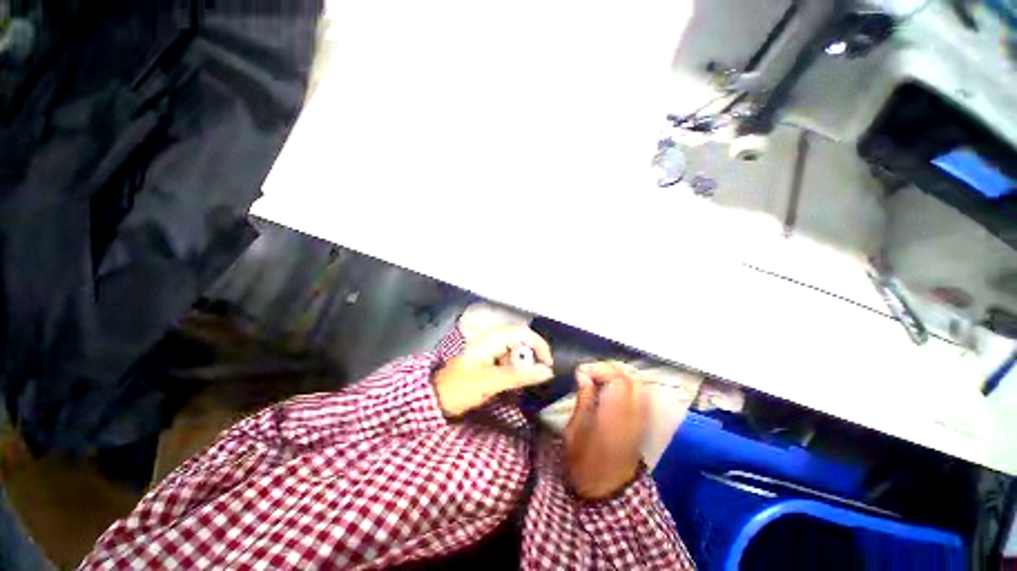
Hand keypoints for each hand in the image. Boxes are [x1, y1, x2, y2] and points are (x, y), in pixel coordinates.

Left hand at [433, 326, 553, 416]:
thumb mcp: (491, 382)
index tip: (548, 365)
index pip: (523, 333)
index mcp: (492, 339)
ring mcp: (490, 348)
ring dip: (523, 364)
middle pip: (521, 341)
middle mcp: (492, 339)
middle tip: (534, 377)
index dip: (539, 345)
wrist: (435, 398)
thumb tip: (547, 371)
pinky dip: (515, 369)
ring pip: (516, 350)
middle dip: (531, 357)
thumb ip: (519, 376)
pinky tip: (511, 381)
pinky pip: (508, 359)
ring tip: (520, 382)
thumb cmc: (461, 388)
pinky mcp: (488, 358)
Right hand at [564, 361, 646, 498]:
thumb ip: (583, 399)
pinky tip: (609, 391)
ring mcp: (640, 419)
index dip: (599, 369)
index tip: (580, 372)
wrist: (606, 492)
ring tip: (597, 380)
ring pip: (636, 385)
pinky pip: (637, 396)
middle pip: (629, 379)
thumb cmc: (584, 463)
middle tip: (588, 374)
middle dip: (607, 370)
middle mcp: (633, 415)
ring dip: (617, 377)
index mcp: (615, 416)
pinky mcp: (641, 424)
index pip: (617, 380)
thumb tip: (583, 375)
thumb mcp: (575, 430)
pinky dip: (624, 387)